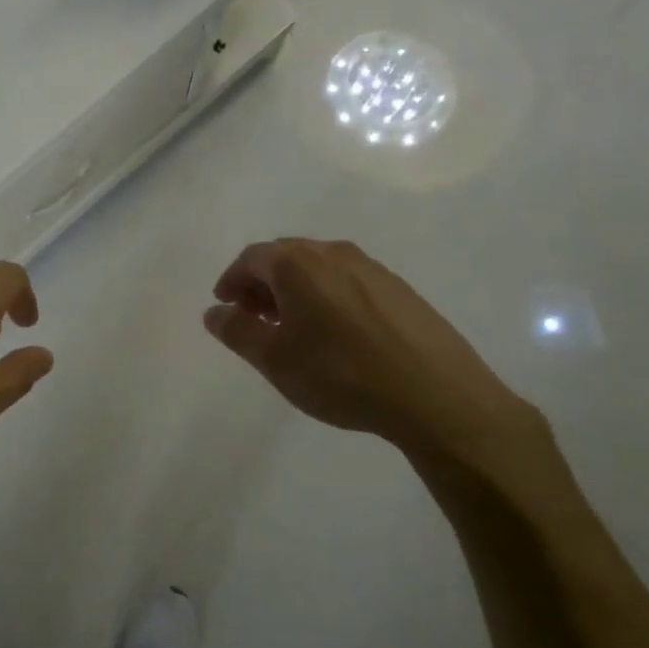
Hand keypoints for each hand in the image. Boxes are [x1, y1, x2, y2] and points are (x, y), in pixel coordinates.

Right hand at [204, 239, 562, 496]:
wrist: (434, 394)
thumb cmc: (340, 374)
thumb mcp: (275, 359)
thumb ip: (237, 330)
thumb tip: (214, 311)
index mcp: (298, 263)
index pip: (252, 256)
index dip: (232, 279)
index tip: (225, 305)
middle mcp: (334, 253)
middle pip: (285, 256)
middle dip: (262, 283)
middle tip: (253, 316)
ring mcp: (372, 268)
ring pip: (319, 267)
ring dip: (295, 289)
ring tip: (292, 327)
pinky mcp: (400, 289)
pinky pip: (348, 281)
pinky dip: (327, 296)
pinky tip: (335, 333)